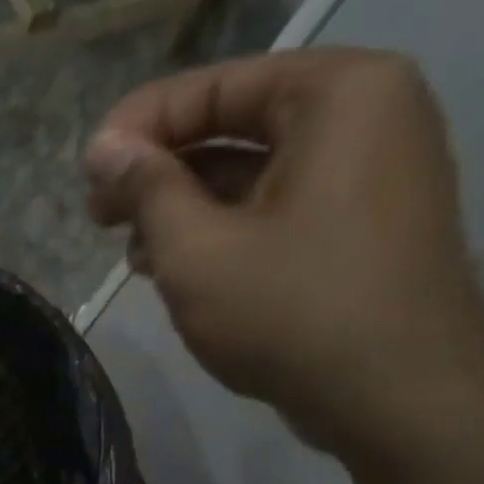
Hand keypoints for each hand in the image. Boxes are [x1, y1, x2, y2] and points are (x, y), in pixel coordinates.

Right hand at [83, 48, 483, 448]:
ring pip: (253, 171)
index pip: (214, 86)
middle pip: (235, 125)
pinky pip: (278, 206)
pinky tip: (177, 267)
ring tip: (132, 252)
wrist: (397, 396)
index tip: (85, 174)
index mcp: (336, 93)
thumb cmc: (291, 311)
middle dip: (159, 171)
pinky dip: (223, 229)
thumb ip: (146, 189)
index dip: (137, 127)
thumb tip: (105, 147)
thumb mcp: (197, 249)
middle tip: (99, 216)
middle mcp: (366, 114)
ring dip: (183, 206)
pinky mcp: (362, 226)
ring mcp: (371, 173)